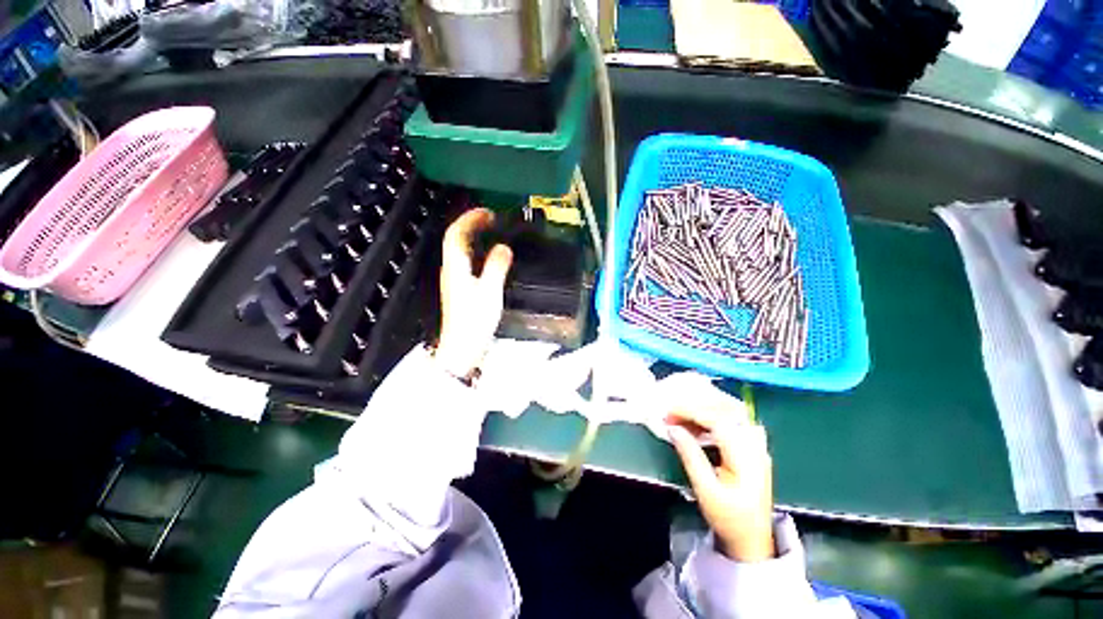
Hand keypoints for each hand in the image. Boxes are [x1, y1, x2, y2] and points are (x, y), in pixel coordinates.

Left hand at [435, 208, 512, 376]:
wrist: (463, 349)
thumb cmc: (474, 322)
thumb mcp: (490, 292)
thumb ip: (497, 267)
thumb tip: (504, 248)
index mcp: (456, 268)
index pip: (457, 235)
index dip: (470, 219)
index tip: (487, 212)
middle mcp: (452, 271)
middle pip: (456, 240)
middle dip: (471, 224)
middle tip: (490, 219)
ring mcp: (455, 281)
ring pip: (461, 251)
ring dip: (474, 237)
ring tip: (490, 232)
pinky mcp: (461, 290)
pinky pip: (467, 263)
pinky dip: (477, 253)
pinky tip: (489, 258)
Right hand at [667, 409, 774, 562]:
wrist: (752, 540)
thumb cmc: (728, 518)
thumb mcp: (705, 490)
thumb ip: (690, 455)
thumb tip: (672, 428)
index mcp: (746, 457)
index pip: (718, 421)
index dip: (691, 412)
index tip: (668, 413)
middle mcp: (755, 446)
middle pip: (726, 410)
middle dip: (695, 407)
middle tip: (671, 413)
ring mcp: (756, 445)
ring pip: (730, 412)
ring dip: (703, 409)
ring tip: (680, 417)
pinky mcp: (752, 447)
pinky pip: (732, 420)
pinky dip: (712, 416)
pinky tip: (697, 424)